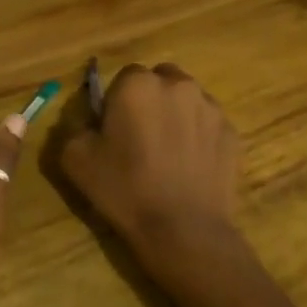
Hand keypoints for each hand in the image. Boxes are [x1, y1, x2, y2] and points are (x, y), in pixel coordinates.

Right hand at [60, 63, 239, 271]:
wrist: (183, 230)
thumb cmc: (125, 190)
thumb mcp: (75, 159)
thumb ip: (75, 127)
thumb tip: (88, 120)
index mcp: (137, 84)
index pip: (124, 76)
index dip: (118, 101)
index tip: (115, 128)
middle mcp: (178, 84)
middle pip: (160, 80)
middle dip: (151, 99)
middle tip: (141, 136)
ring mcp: (210, 106)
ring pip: (187, 99)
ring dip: (176, 114)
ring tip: (169, 152)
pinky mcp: (232, 131)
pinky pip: (209, 124)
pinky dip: (199, 135)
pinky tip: (191, 166)